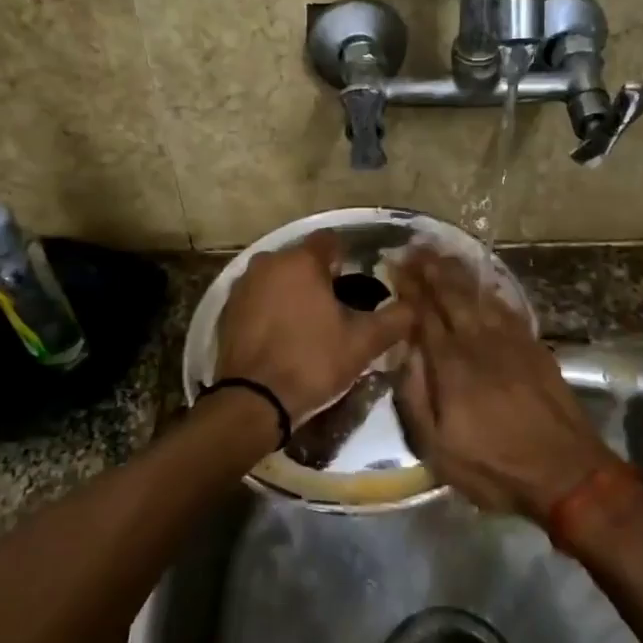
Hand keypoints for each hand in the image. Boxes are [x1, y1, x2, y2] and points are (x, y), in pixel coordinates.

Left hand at [213, 232, 414, 425]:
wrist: (253, 401)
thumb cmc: (312, 361)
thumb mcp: (363, 342)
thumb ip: (395, 319)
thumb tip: (414, 307)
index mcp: (300, 260)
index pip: (331, 241)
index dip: (348, 258)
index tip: (358, 283)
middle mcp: (267, 262)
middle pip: (302, 259)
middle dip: (320, 277)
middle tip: (339, 308)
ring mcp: (243, 285)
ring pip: (278, 278)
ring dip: (294, 292)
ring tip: (312, 323)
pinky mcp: (228, 310)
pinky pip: (259, 299)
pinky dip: (272, 309)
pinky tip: (284, 335)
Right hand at [390, 246, 617, 519]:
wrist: (567, 473)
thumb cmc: (495, 466)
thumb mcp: (438, 448)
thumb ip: (414, 396)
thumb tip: (403, 352)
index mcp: (451, 364)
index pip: (423, 313)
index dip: (408, 286)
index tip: (393, 263)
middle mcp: (479, 342)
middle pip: (451, 294)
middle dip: (430, 268)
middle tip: (413, 246)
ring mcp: (511, 341)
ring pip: (479, 294)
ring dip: (457, 271)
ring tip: (440, 252)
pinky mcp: (534, 347)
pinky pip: (506, 306)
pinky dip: (489, 288)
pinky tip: (482, 281)